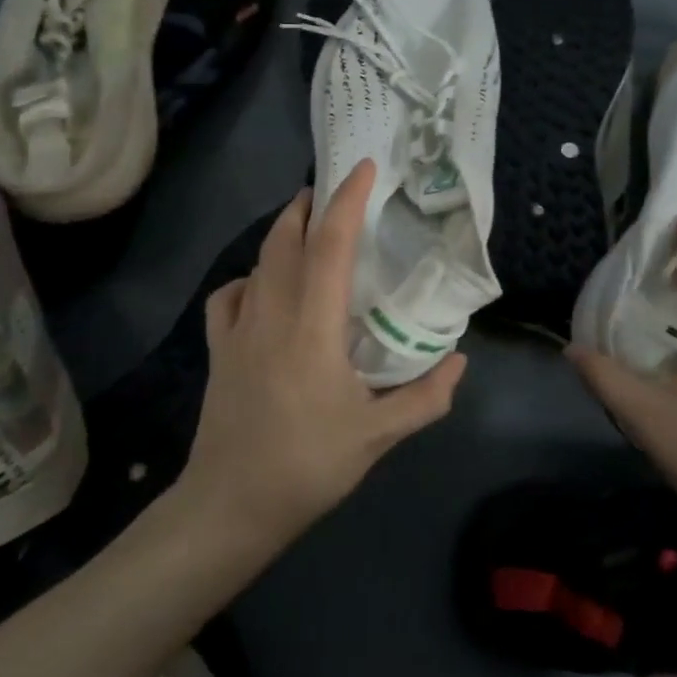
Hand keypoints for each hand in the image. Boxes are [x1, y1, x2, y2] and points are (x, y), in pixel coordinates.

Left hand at [174, 160, 466, 551]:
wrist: (229, 508)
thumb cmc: (307, 466)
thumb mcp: (378, 436)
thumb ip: (426, 396)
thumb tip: (458, 359)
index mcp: (312, 327)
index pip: (330, 246)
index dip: (347, 201)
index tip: (364, 168)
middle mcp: (271, 314)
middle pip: (284, 239)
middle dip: (307, 205)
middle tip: (333, 190)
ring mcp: (237, 331)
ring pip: (257, 262)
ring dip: (282, 234)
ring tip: (306, 229)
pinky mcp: (217, 350)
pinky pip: (229, 296)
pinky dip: (249, 278)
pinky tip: (262, 289)